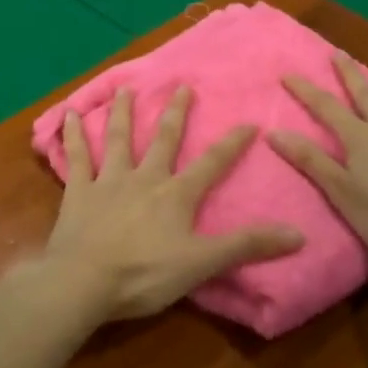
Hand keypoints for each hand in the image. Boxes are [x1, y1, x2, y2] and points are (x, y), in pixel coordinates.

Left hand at [44, 87, 305, 322]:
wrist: (84, 281)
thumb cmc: (145, 274)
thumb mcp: (202, 263)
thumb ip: (246, 246)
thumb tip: (298, 234)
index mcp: (175, 195)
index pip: (211, 164)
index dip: (231, 144)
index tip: (249, 122)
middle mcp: (144, 178)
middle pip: (163, 140)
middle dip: (175, 113)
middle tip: (180, 86)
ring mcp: (108, 181)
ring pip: (118, 139)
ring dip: (123, 113)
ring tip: (126, 88)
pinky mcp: (78, 191)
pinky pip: (77, 157)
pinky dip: (72, 135)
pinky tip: (68, 114)